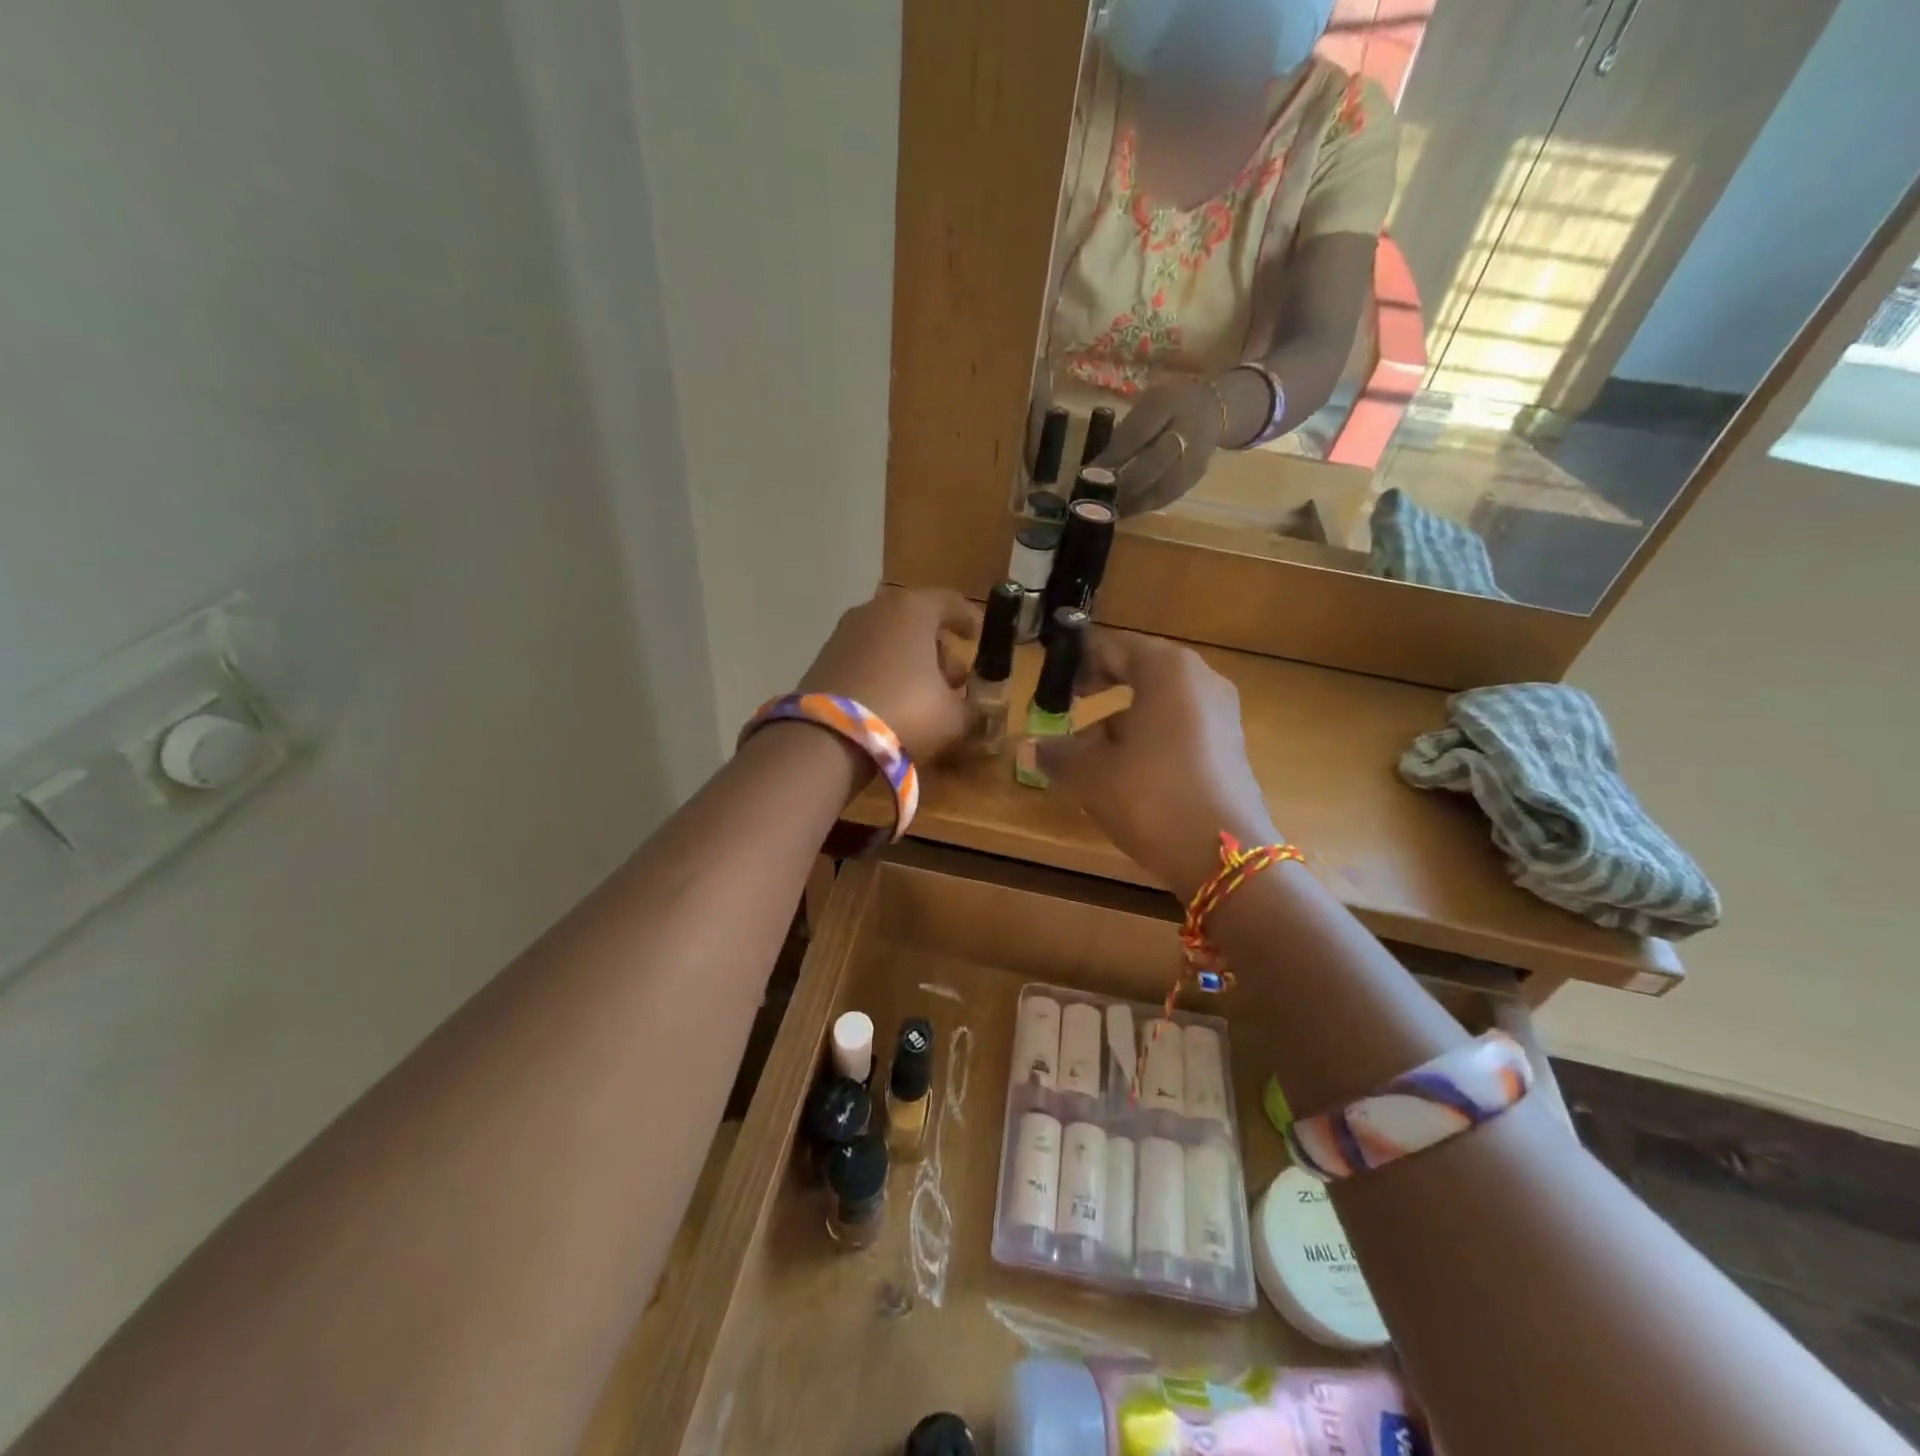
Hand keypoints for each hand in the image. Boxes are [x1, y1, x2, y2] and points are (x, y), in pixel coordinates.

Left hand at [796, 588, 981, 764]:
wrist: (828, 738)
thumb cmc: (905, 712)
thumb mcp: (953, 716)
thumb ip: (969, 705)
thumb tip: (967, 706)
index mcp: (913, 610)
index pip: (950, 602)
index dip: (969, 619)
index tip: (978, 638)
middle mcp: (876, 610)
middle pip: (917, 621)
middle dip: (938, 648)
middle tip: (952, 681)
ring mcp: (844, 632)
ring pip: (888, 639)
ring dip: (908, 662)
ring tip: (921, 697)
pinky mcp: (824, 658)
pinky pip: (865, 658)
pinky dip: (882, 672)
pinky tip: (889, 703)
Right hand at [1035, 630, 1277, 896]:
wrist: (1224, 857)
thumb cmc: (1150, 796)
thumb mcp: (1090, 773)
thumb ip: (1055, 752)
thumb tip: (1029, 747)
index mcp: (1168, 669)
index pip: (1112, 647)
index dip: (1078, 662)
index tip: (1052, 683)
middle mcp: (1201, 680)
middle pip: (1140, 672)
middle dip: (1100, 691)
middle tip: (1068, 710)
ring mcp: (1222, 714)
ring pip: (1160, 703)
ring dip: (1123, 721)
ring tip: (1091, 755)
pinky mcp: (1231, 748)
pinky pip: (1179, 728)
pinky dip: (1149, 739)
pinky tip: (1127, 775)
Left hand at [1097, 373, 1227, 515]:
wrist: (1212, 407)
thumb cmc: (1166, 405)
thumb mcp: (1143, 405)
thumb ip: (1123, 433)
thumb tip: (1095, 468)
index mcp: (1168, 402)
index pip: (1137, 434)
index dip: (1113, 457)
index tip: (1088, 475)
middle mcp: (1187, 429)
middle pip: (1153, 463)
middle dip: (1122, 484)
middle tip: (1097, 498)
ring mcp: (1195, 456)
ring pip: (1162, 486)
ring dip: (1132, 501)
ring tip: (1107, 510)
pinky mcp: (1195, 477)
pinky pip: (1168, 495)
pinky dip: (1145, 505)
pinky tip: (1125, 511)